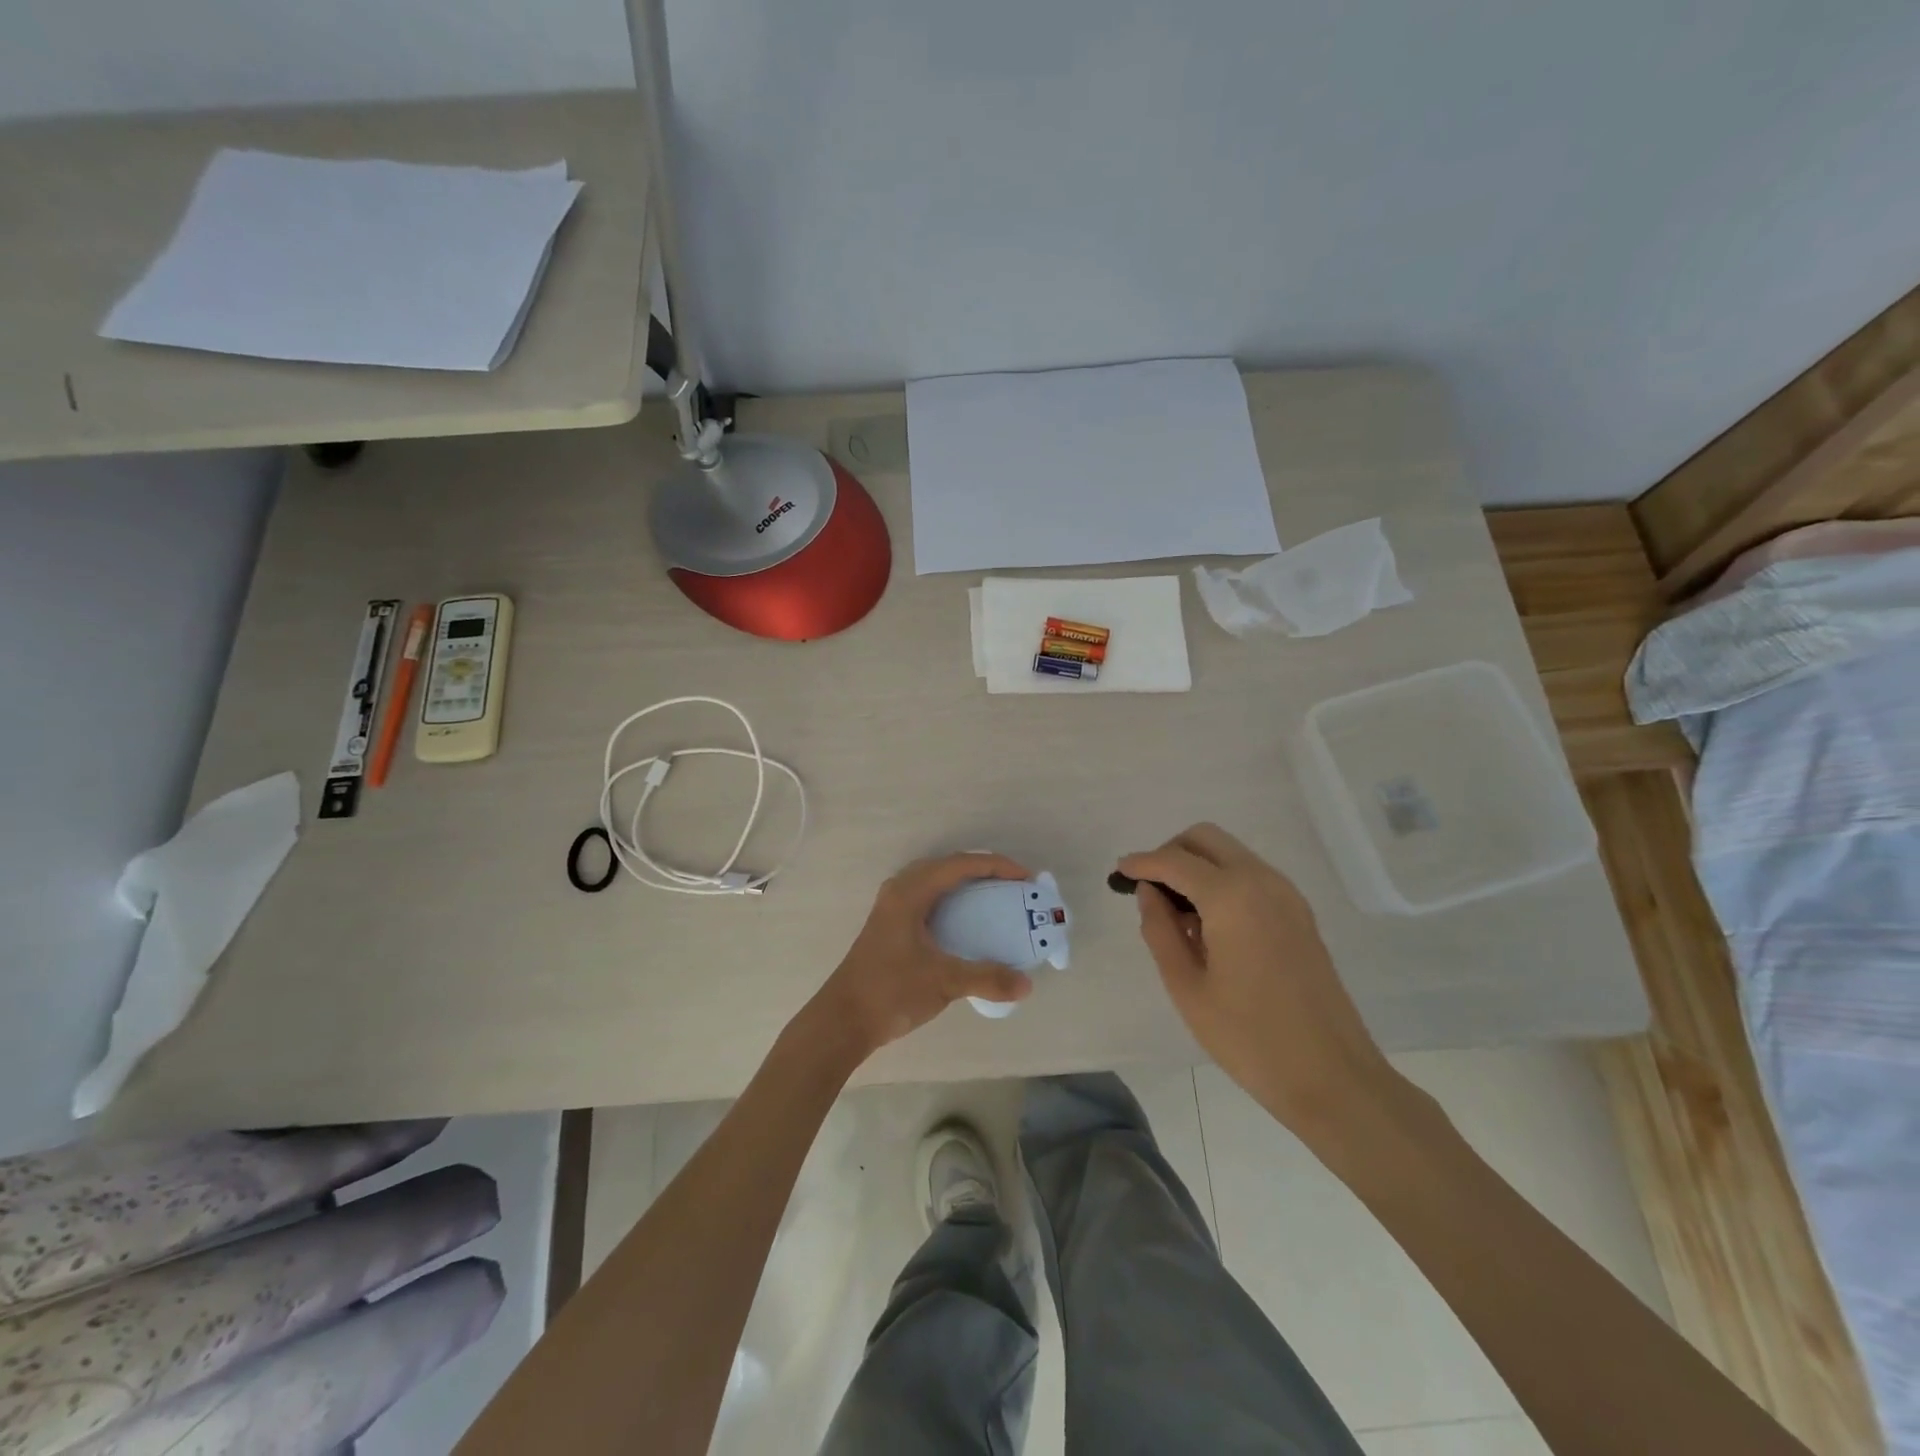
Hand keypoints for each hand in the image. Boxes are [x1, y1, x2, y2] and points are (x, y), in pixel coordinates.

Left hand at [807, 852, 1034, 1060]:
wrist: (843, 1020)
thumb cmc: (891, 991)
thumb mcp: (944, 982)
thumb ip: (988, 978)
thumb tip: (1027, 985)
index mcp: (910, 892)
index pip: (960, 865)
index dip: (995, 866)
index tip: (1025, 878)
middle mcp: (900, 890)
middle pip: (947, 865)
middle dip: (982, 870)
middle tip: (1012, 885)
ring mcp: (892, 906)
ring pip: (935, 880)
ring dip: (965, 882)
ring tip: (994, 897)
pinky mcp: (890, 923)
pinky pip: (928, 896)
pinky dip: (951, 898)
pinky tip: (965, 920)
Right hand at [1119, 824, 1393, 1134]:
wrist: (1332, 1076)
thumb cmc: (1249, 1037)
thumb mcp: (1187, 987)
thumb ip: (1160, 930)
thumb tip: (1149, 893)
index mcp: (1231, 897)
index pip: (1175, 861)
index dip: (1142, 863)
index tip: (1118, 872)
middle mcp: (1261, 881)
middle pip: (1206, 839)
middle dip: (1171, 853)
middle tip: (1148, 889)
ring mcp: (1286, 894)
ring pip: (1230, 853)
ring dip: (1198, 866)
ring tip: (1177, 914)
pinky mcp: (1299, 912)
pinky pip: (1250, 875)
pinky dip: (1222, 881)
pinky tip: (1209, 924)